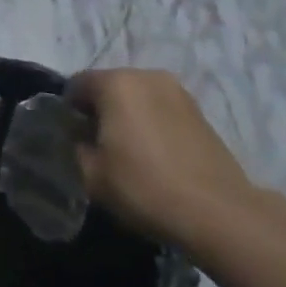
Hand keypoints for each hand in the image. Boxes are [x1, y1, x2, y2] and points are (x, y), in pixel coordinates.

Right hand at [67, 68, 254, 243]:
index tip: (70, 138)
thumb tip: (79, 139)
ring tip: (128, 152)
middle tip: (97, 146)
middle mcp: (147, 75)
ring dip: (128, 115)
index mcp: (116, 83)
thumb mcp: (91, 175)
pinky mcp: (199, 111)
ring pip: (138, 96)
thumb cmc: (144, 187)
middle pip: (110, 86)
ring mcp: (178, 91)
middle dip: (100, 110)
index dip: (68, 110)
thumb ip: (75, 148)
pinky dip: (152, 123)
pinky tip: (155, 154)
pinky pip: (161, 108)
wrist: (217, 211)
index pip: (77, 84)